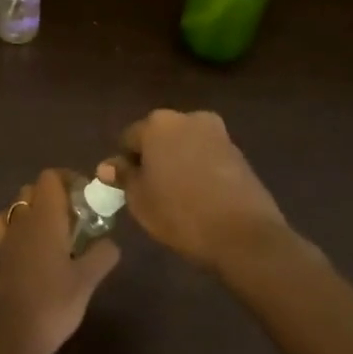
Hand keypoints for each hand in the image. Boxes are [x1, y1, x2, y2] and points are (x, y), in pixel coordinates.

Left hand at [0, 169, 119, 353]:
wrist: (10, 335)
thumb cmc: (52, 302)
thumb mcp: (87, 280)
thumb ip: (102, 255)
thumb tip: (111, 243)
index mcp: (44, 217)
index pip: (49, 177)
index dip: (68, 180)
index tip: (86, 198)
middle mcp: (21, 220)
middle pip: (33, 190)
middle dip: (54, 197)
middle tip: (77, 219)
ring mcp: (5, 238)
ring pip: (17, 209)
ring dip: (35, 213)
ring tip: (57, 235)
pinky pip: (6, 230)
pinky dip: (19, 231)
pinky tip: (35, 252)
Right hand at [100, 109, 294, 272]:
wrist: (244, 235)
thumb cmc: (180, 214)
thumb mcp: (140, 199)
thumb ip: (123, 176)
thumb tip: (108, 166)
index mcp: (158, 124)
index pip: (129, 139)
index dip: (125, 163)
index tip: (128, 188)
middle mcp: (188, 118)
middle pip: (159, 136)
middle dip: (153, 157)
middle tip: (152, 190)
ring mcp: (217, 133)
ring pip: (185, 145)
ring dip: (178, 161)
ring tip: (178, 195)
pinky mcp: (238, 152)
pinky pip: (207, 156)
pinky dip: (199, 169)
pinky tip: (201, 196)